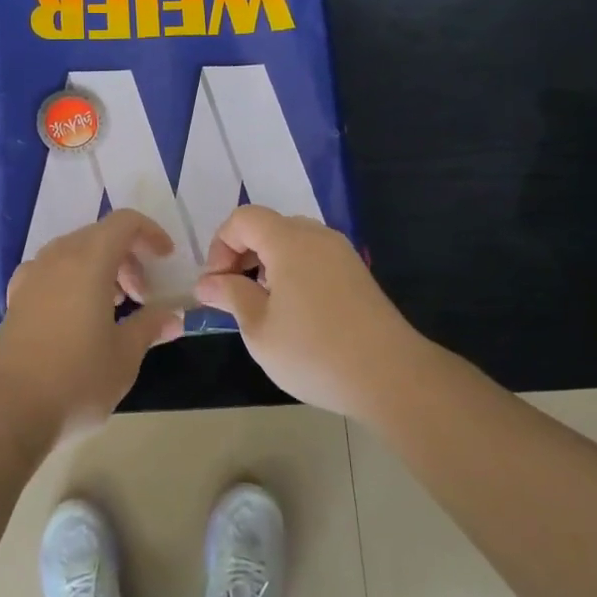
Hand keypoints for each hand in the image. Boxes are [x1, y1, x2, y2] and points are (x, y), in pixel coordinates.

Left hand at [0, 209, 184, 449]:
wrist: (7, 410)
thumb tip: (173, 317)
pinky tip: (77, 318)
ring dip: (99, 270)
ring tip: (113, 309)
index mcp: (88, 261)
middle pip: (98, 236)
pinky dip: (72, 282)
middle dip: (127, 258)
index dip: (150, 233)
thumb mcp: (124, 356)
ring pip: (73, 254)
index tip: (165, 260)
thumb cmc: (76, 378)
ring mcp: (31, 277)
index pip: (124, 223)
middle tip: (142, 297)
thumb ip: (150, 327)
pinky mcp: (15, 300)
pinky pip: (51, 274)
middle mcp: (57, 258)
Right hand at [194, 205, 427, 419]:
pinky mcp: (357, 275)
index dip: (220, 246)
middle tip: (232, 294)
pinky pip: (314, 258)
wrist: (390, 377)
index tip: (216, 285)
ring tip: (261, 306)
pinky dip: (292, 272)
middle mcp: (317, 236)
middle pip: (268, 226)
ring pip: (292, 242)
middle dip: (242, 254)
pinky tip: (293, 312)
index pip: (243, 219)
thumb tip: (207, 283)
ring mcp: (342, 254)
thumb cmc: (313, 351)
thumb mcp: (259, 328)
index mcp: (289, 241)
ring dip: (267, 264)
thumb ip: (230, 296)